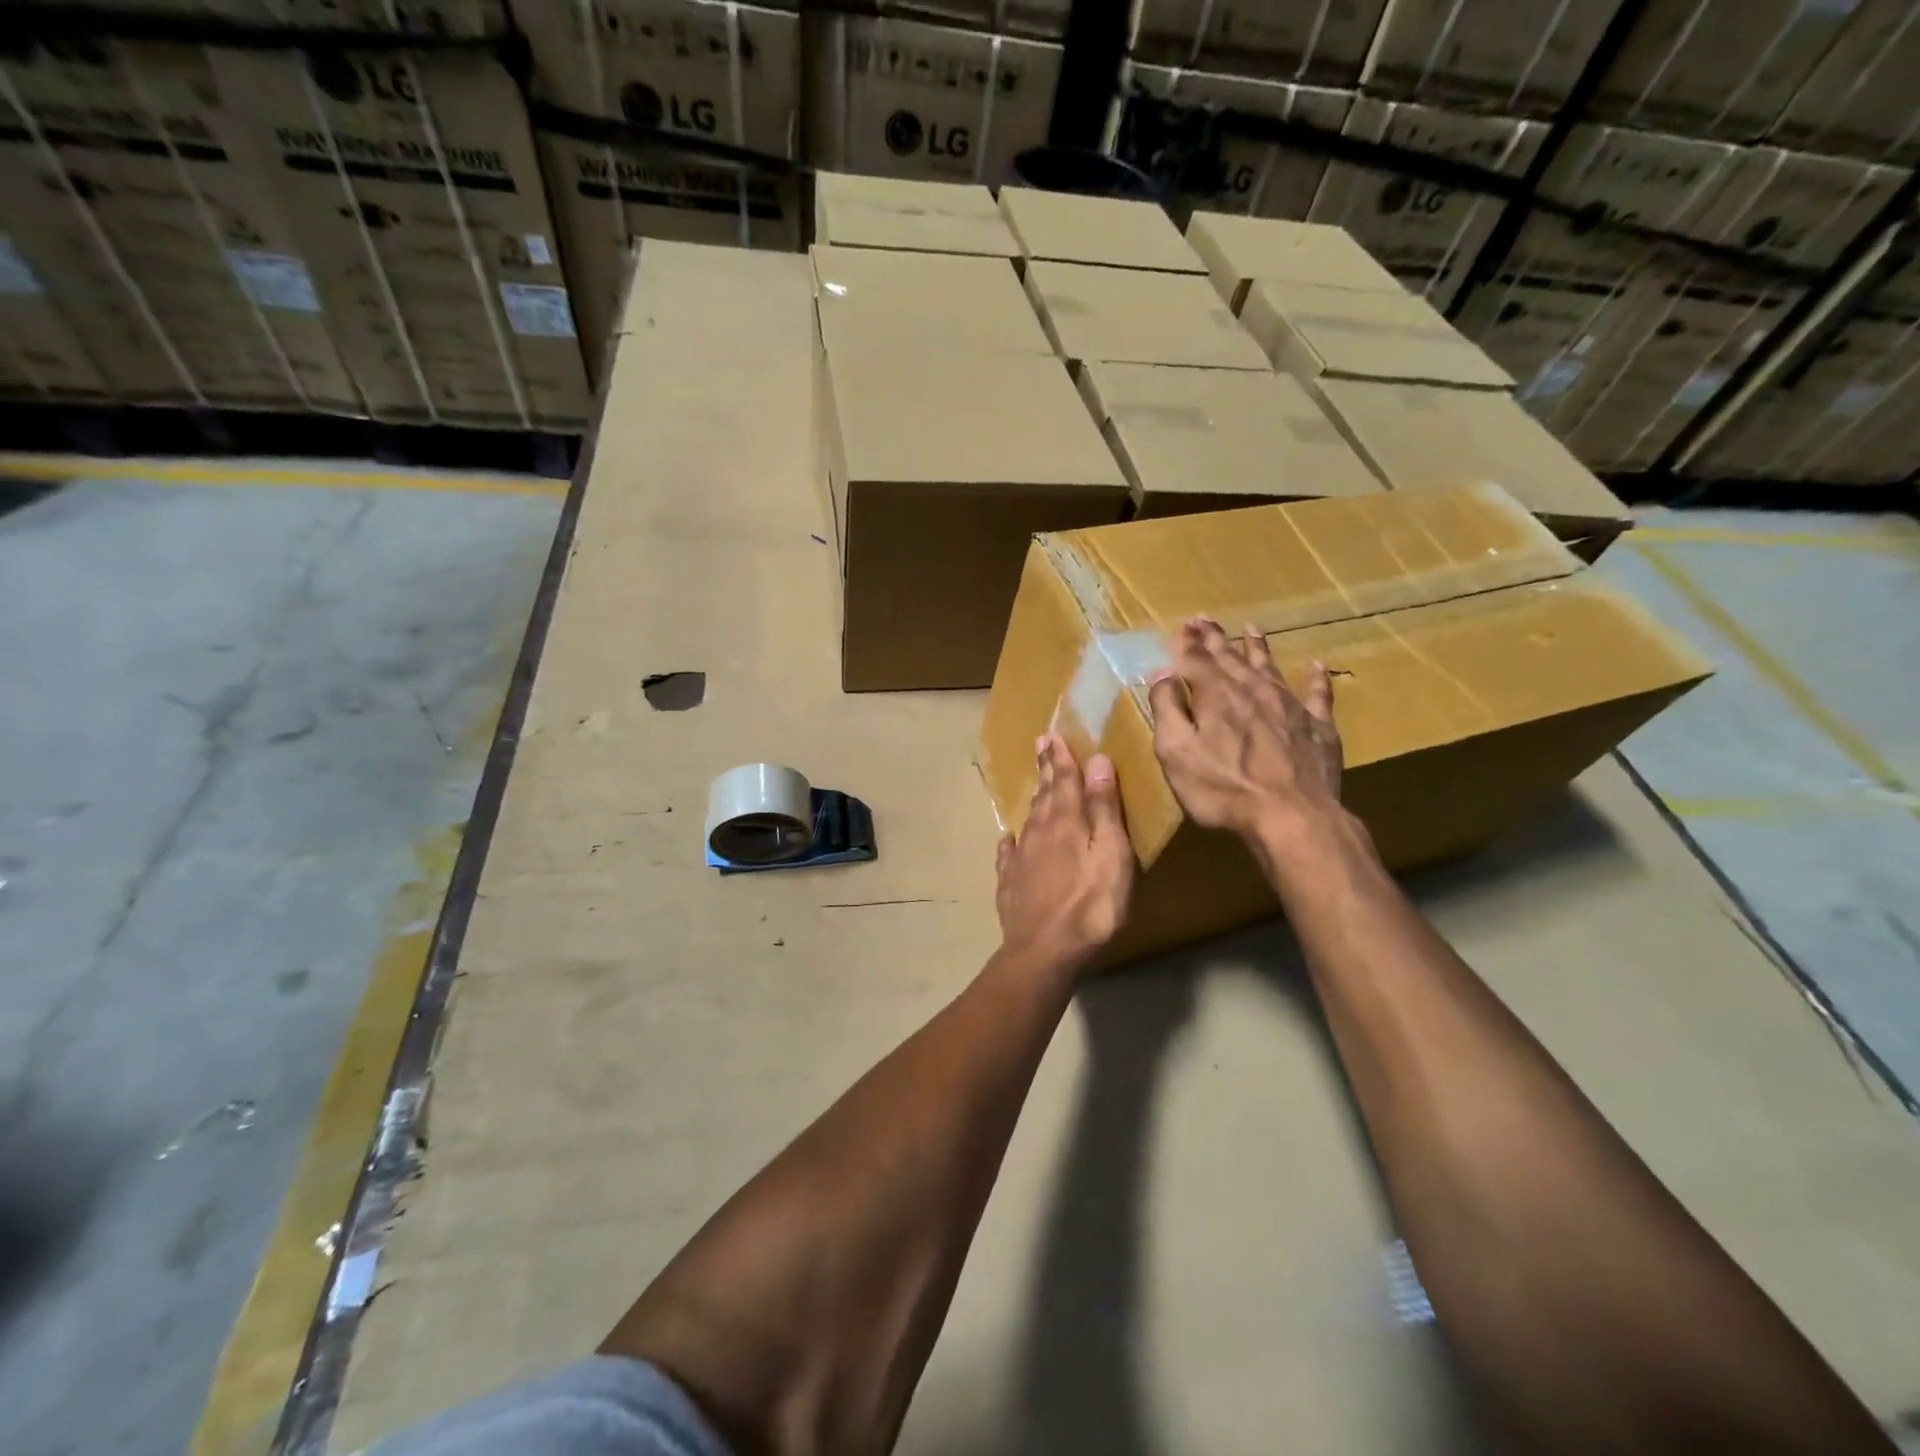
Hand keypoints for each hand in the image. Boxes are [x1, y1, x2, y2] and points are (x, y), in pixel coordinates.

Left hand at [995, 735, 1133, 972]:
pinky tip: (1009, 840)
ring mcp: (1020, 858)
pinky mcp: (1010, 884)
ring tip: (1037, 785)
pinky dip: (1011, 842)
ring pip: (1029, 819)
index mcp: (1066, 822)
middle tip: (1040, 745)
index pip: (1064, 780)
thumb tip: (1097, 761)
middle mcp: (1039, 832)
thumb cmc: (1091, 904)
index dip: (1060, 757)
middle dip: (1045, 769)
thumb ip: (1104, 808)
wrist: (1045, 950)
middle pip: (1044, 794)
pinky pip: (1009, 854)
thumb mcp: (1111, 854)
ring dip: (1035, 799)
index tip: (1052, 736)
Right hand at [1147, 616, 1343, 841]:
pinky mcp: (1319, 728)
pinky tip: (1317, 666)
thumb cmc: (1223, 788)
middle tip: (1205, 619)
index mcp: (1216, 695)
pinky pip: (1318, 696)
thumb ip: (1167, 709)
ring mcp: (1290, 707)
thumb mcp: (1176, 751)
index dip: (1187, 643)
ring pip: (1271, 668)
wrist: (1292, 817)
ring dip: (1258, 648)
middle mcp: (1253, 690)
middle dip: (1215, 638)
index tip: (1183, 625)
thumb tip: (1162, 673)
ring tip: (1251, 628)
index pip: (1196, 660)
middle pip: (1231, 658)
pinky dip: (1316, 679)